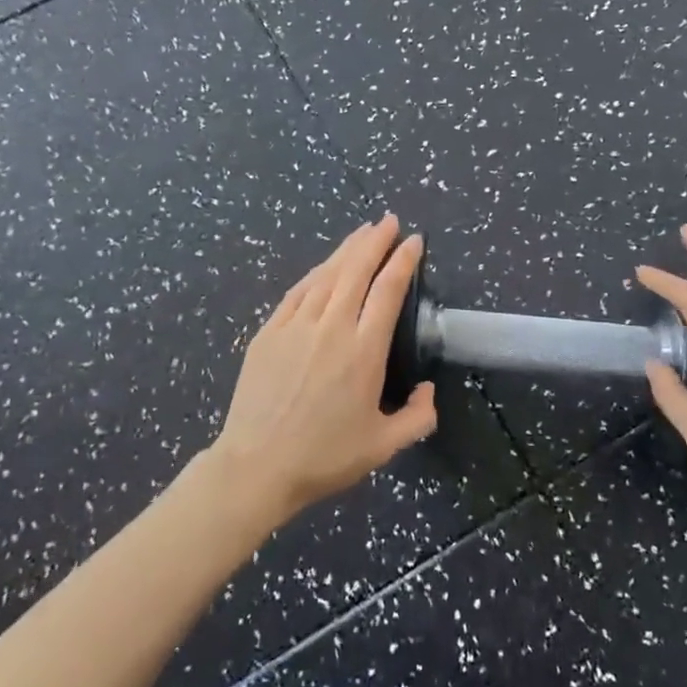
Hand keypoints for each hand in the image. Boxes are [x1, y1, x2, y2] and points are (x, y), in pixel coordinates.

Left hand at [211, 216, 437, 523]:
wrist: (257, 465)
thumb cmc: (324, 457)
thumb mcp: (383, 447)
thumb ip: (417, 418)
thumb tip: (429, 390)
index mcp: (363, 351)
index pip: (388, 290)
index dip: (403, 260)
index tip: (414, 241)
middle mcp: (332, 327)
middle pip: (357, 270)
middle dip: (375, 241)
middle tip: (389, 221)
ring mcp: (296, 326)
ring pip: (326, 274)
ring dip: (347, 249)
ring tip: (362, 231)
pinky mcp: (269, 332)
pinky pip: (297, 292)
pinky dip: (315, 273)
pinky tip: (324, 266)